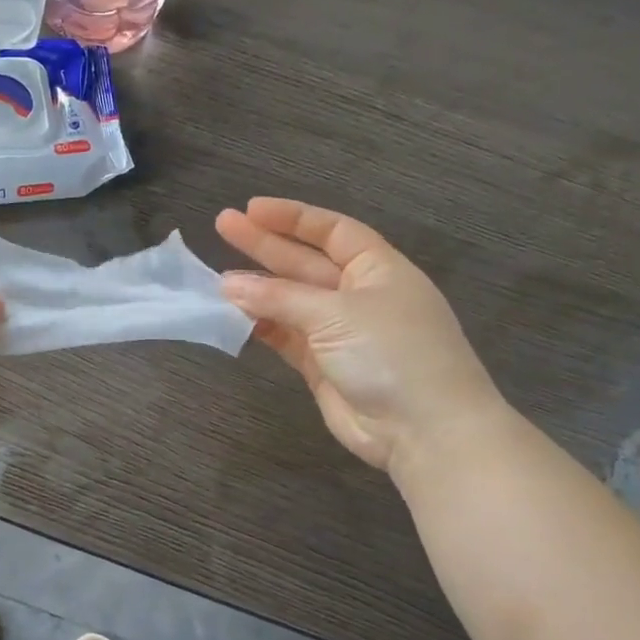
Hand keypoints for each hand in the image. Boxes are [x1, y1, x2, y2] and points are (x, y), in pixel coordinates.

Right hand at [217, 198, 505, 475]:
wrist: (423, 430)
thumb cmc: (392, 353)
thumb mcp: (336, 313)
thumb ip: (279, 297)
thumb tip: (228, 285)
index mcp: (378, 269)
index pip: (332, 231)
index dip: (293, 217)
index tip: (251, 209)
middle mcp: (359, 295)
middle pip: (305, 262)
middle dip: (265, 246)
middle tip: (222, 227)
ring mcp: (340, 332)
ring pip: (291, 301)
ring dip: (258, 289)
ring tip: (217, 277)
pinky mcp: (322, 365)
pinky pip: (286, 336)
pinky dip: (261, 325)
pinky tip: (233, 316)